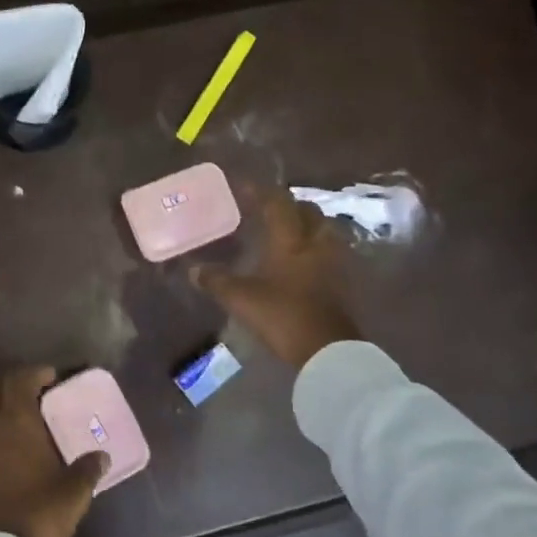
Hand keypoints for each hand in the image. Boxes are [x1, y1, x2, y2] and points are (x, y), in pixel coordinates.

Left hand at [0, 367, 107, 536]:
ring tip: (12, 423)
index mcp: (17, 422)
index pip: (20, 380)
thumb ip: (88, 469)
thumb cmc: (39, 513)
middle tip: (27, 393)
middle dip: (6, 383)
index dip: (35, 373)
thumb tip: (101, 456)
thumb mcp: (74, 492)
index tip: (50, 377)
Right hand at [191, 188, 359, 368]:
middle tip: (269, 210)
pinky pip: (329, 252)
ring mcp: (334, 262)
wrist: (328, 350)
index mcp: (291, 240)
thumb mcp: (242, 299)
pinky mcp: (342, 282)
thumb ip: (217, 281)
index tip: (243, 186)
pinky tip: (301, 261)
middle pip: (308, 211)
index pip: (277, 204)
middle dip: (289, 206)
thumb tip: (193, 270)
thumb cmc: (283, 316)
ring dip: (307, 225)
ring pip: (323, 230)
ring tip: (288, 233)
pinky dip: (315, 248)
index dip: (260, 192)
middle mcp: (315, 243)